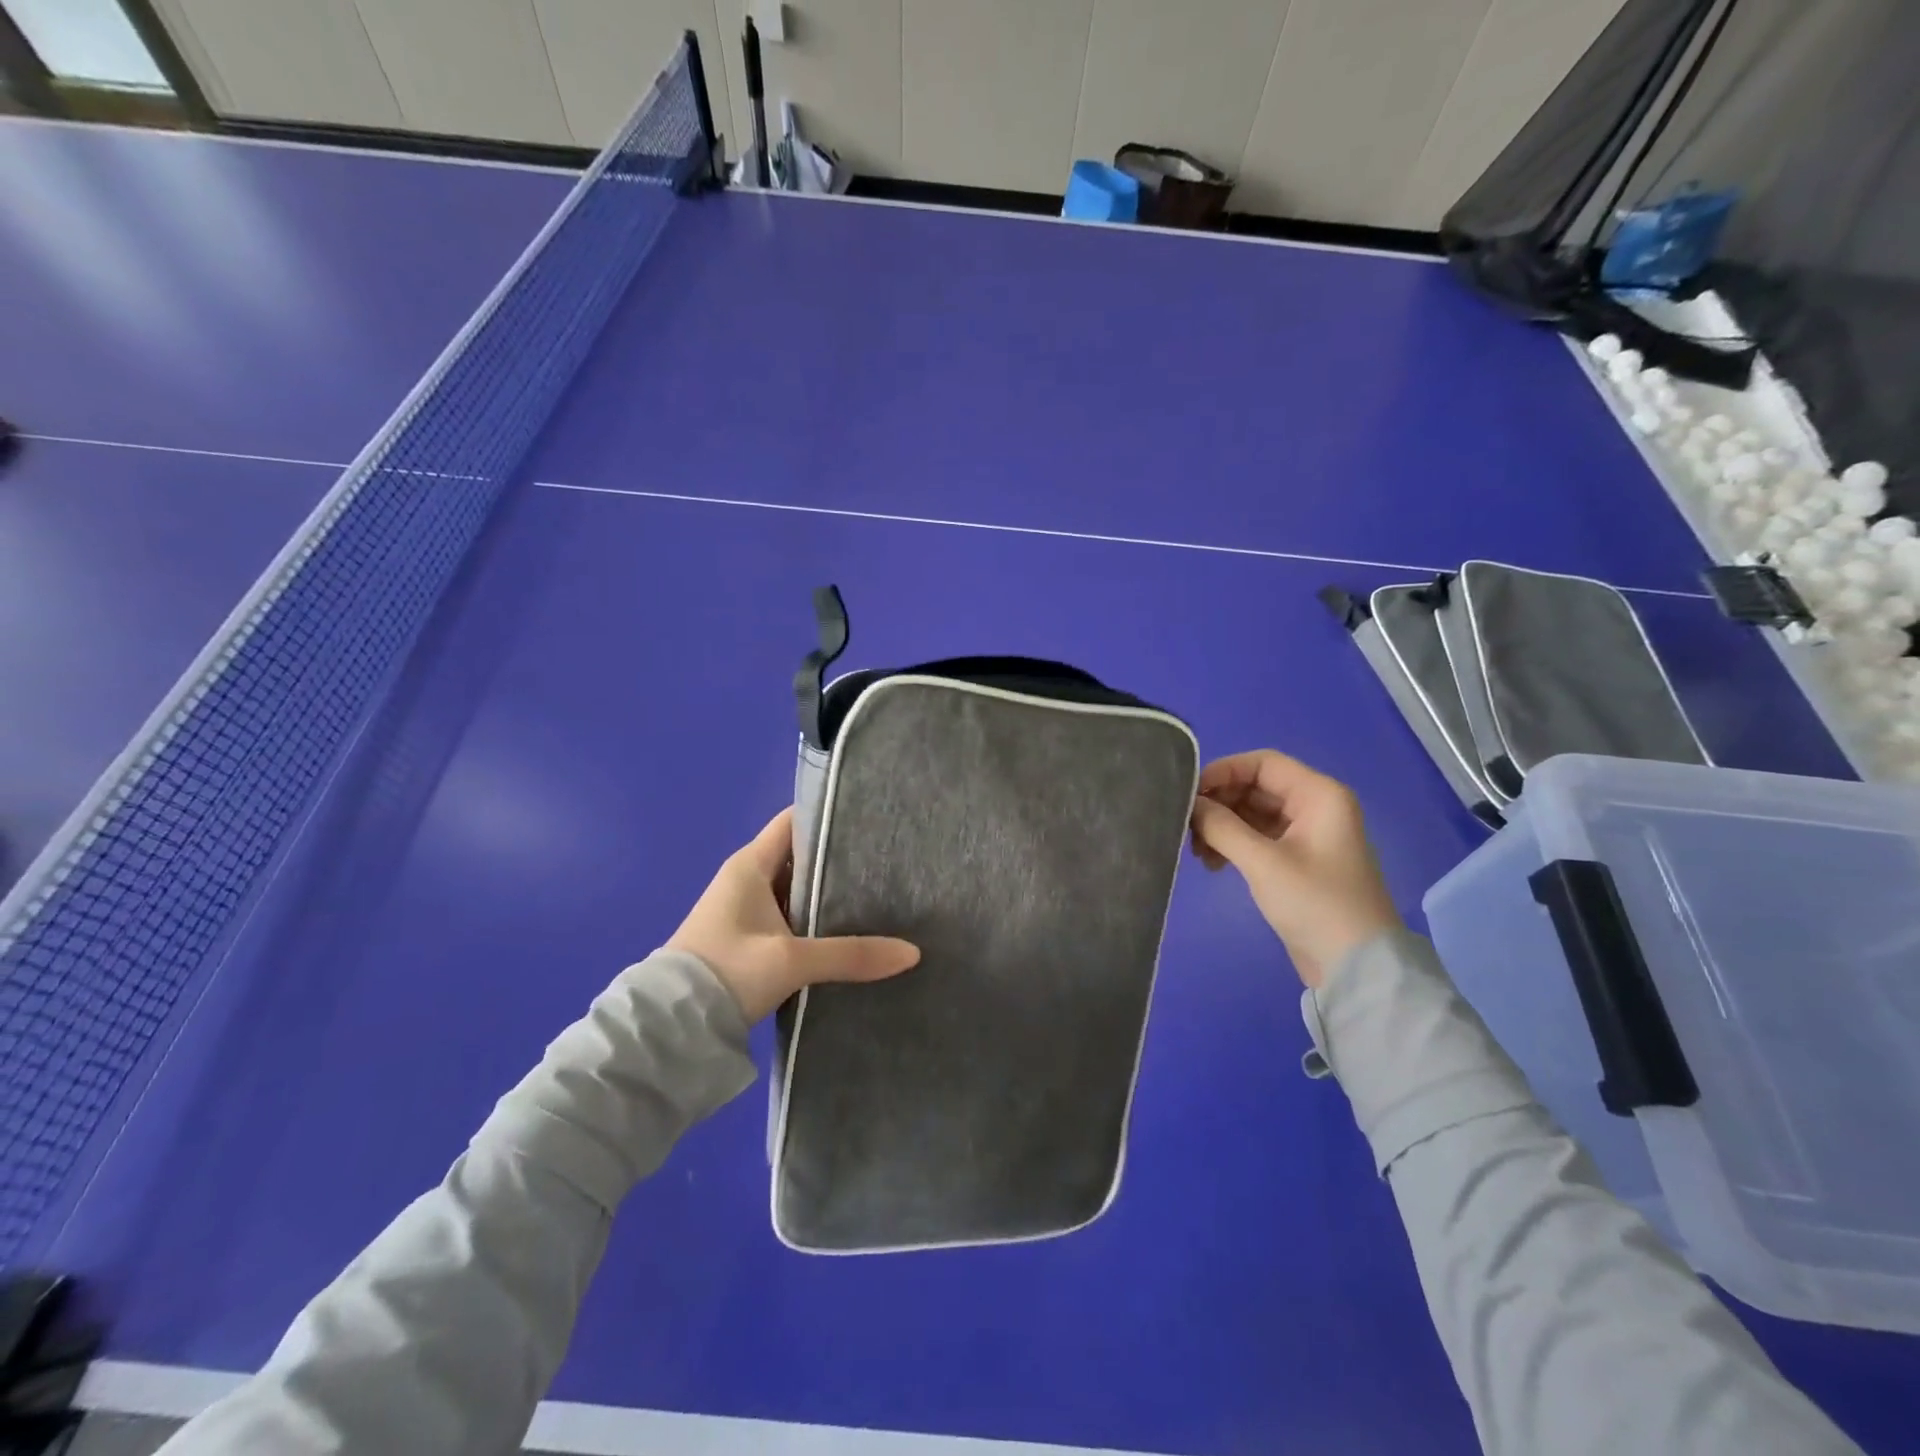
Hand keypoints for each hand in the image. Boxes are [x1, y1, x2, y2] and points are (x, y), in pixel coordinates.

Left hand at [668, 808, 920, 1020]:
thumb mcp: (792, 961)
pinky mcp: (746, 939)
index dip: (828, 816)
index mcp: (750, 864)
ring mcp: (744, 910)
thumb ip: (851, 955)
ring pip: (795, 889)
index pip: (794, 821)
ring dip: (826, 893)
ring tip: (878, 894)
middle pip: (799, 855)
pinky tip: (846, 931)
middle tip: (886, 861)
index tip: (869, 820)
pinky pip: (788, 916)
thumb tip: (912, 953)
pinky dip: (813, 919)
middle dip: (837, 859)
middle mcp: (746, 879)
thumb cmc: (727, 971)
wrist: (670, 1029)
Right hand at [1189, 750, 1400, 988]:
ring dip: (1221, 826)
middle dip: (1218, 803)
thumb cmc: (1315, 903)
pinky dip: (1232, 844)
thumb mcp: (1263, 862)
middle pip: (1255, 787)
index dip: (1222, 771)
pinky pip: (1256, 836)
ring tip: (1196, 850)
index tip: (1188, 793)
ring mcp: (1305, 834)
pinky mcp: (1295, 860)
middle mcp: (1314, 806)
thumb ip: (1221, 826)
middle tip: (1186, 826)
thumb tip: (1189, 804)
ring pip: (1251, 812)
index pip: (1262, 763)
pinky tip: (1212, 863)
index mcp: (1319, 795)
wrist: (1355, 966)